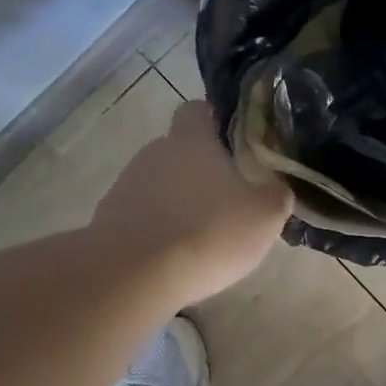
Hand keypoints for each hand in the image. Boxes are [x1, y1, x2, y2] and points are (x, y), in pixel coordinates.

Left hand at [93, 101, 292, 304]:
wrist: (133, 275)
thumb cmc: (208, 232)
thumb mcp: (265, 215)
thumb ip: (276, 193)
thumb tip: (275, 186)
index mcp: (192, 140)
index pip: (198, 110)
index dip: (216, 123)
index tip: (234, 147)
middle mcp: (155, 152)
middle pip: (179, 151)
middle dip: (200, 172)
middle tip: (227, 203)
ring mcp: (126, 184)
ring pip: (160, 185)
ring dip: (178, 202)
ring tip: (199, 238)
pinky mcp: (109, 218)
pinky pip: (141, 215)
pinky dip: (157, 229)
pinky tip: (172, 258)